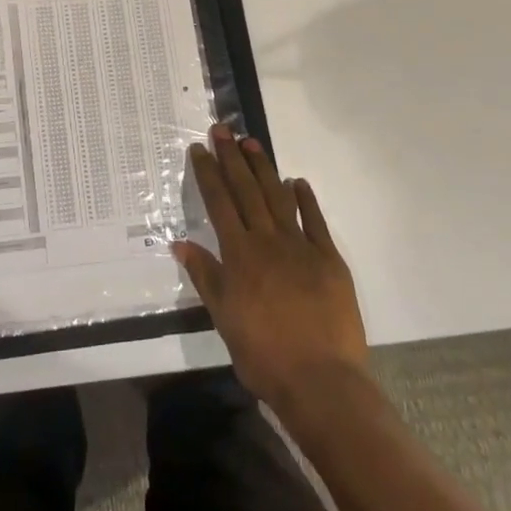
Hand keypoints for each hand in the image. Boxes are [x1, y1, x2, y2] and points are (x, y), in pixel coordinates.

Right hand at [174, 124, 369, 409]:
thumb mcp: (223, 318)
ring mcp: (301, 247)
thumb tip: (181, 243)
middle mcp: (268, 241)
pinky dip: (305, 199)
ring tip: (252, 143)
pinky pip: (315, 221)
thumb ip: (205, 276)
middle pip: (247, 191)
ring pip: (278, 198)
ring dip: (264, 169)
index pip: (219, 203)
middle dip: (232, 158)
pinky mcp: (329, 260)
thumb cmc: (263, 354)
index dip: (209, 173)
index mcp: (239, 255)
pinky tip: (297, 182)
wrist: (321, 381)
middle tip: (223, 129)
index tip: (200, 148)